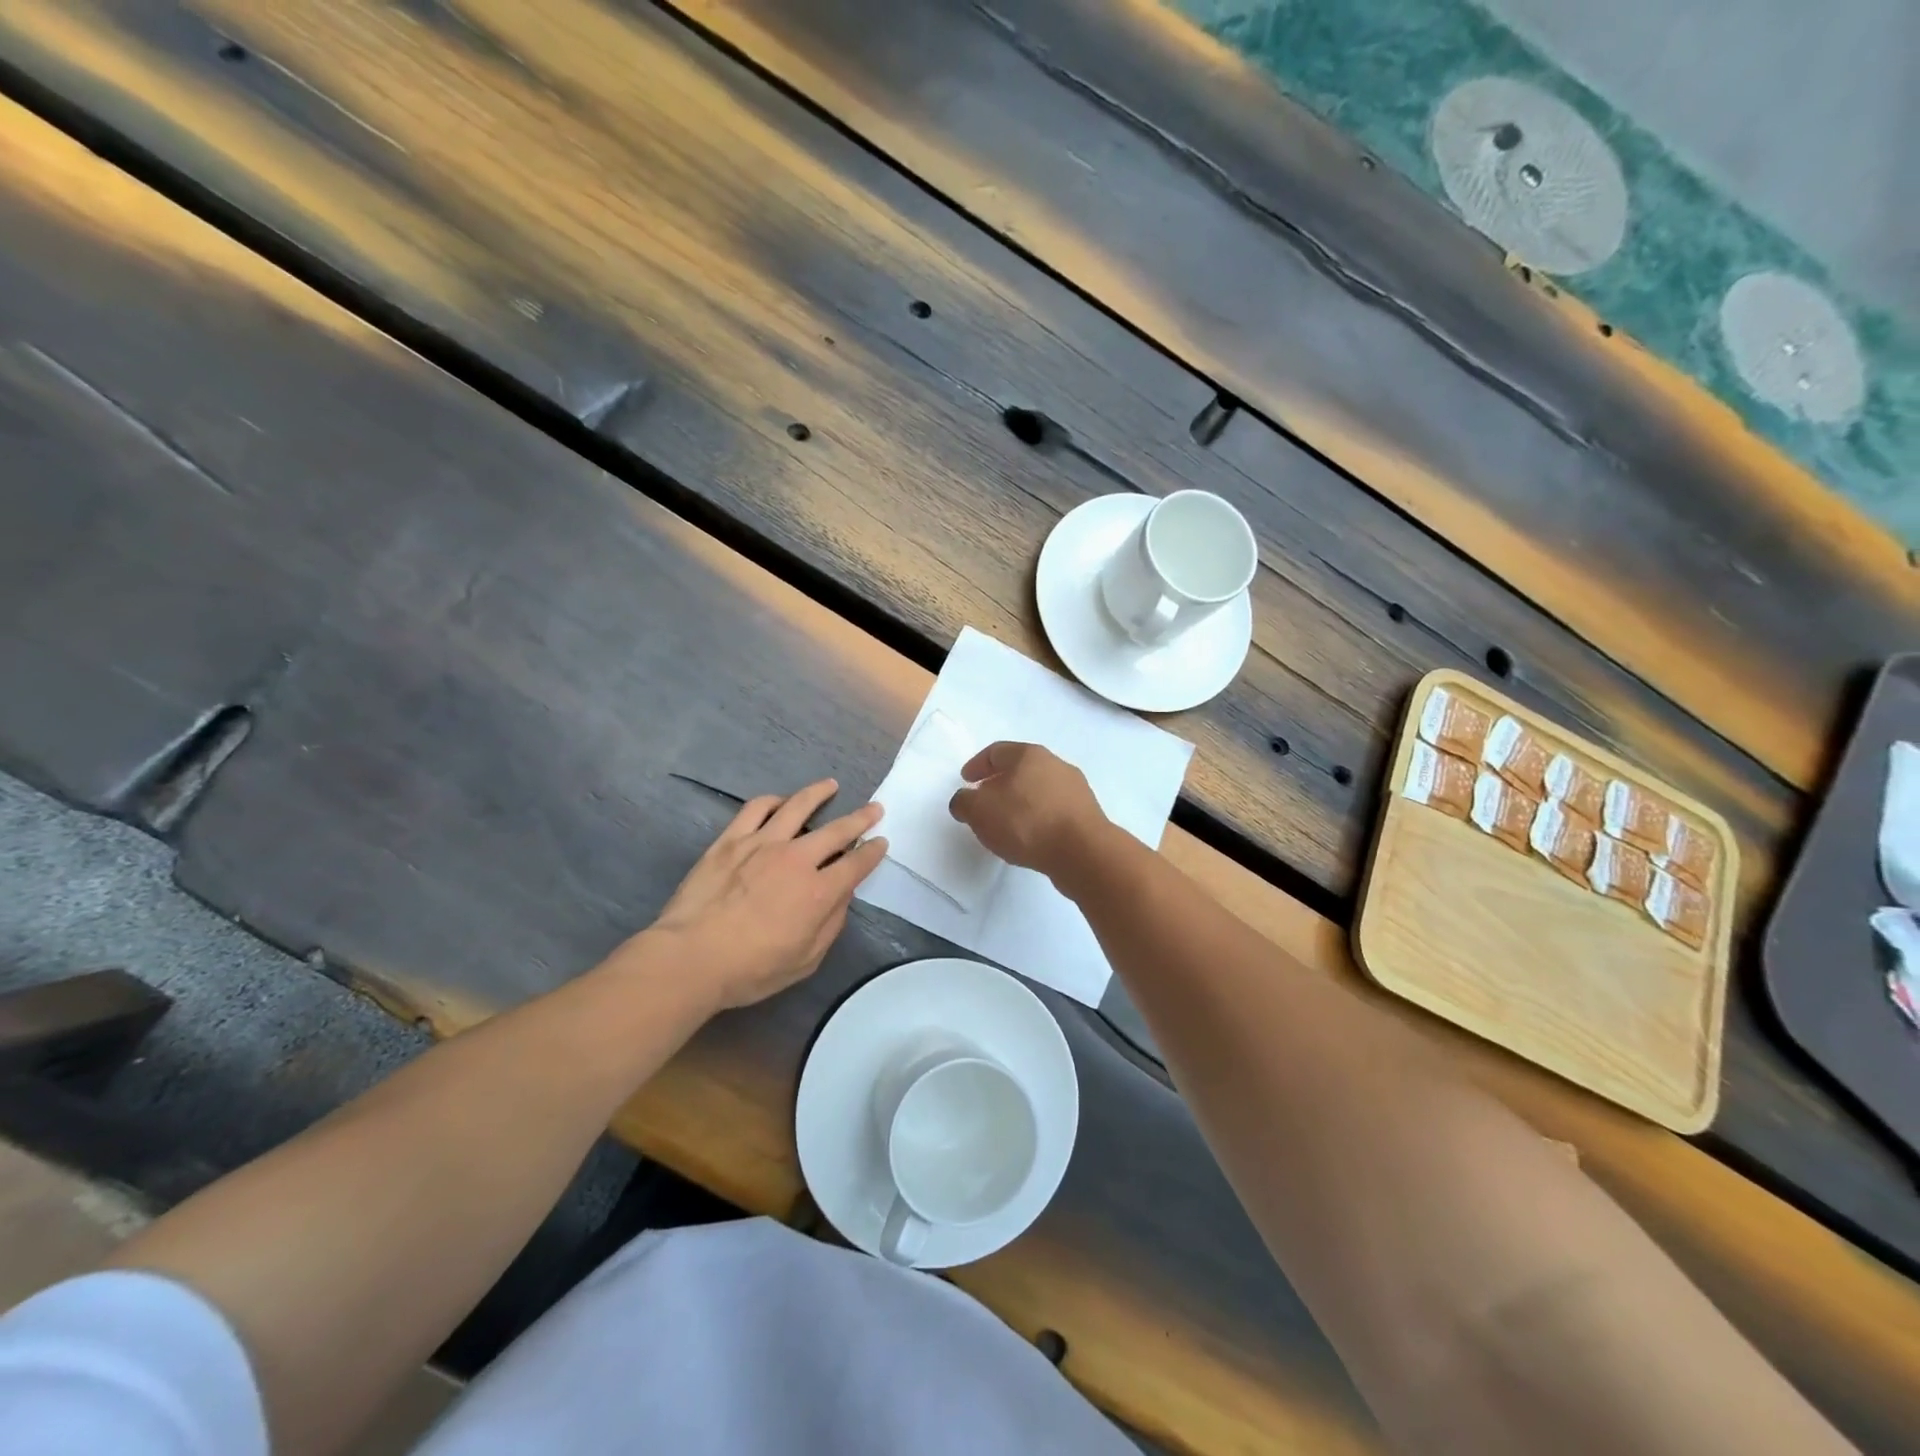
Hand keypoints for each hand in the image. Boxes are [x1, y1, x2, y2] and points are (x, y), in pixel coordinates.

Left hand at [644, 780, 885, 1010]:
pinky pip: (757, 809)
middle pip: (837, 830)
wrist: (690, 957)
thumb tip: (841, 896)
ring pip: (798, 807)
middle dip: (861, 818)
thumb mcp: (805, 961)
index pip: (856, 864)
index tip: (881, 842)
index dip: (873, 852)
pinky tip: (781, 801)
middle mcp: (797, 859)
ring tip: (830, 786)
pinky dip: (774, 801)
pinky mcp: (731, 840)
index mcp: (819, 892)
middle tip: (874, 808)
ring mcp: (762, 843)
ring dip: (819, 794)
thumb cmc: (750, 969)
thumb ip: (830, 925)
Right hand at [947, 742, 1108, 881]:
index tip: (966, 781)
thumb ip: (964, 802)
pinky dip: (1038, 818)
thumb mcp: (980, 811)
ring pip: (1038, 790)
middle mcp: (1055, 764)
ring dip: (1020, 802)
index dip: (977, 765)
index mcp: (1028, 754)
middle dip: (999, 784)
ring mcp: (1075, 788)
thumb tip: (966, 801)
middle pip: (1020, 769)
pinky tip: (1030, 837)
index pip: (996, 751)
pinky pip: (1053, 810)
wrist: (1083, 852)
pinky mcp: (1086, 814)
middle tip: (984, 802)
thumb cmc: (1026, 822)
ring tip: (1006, 824)